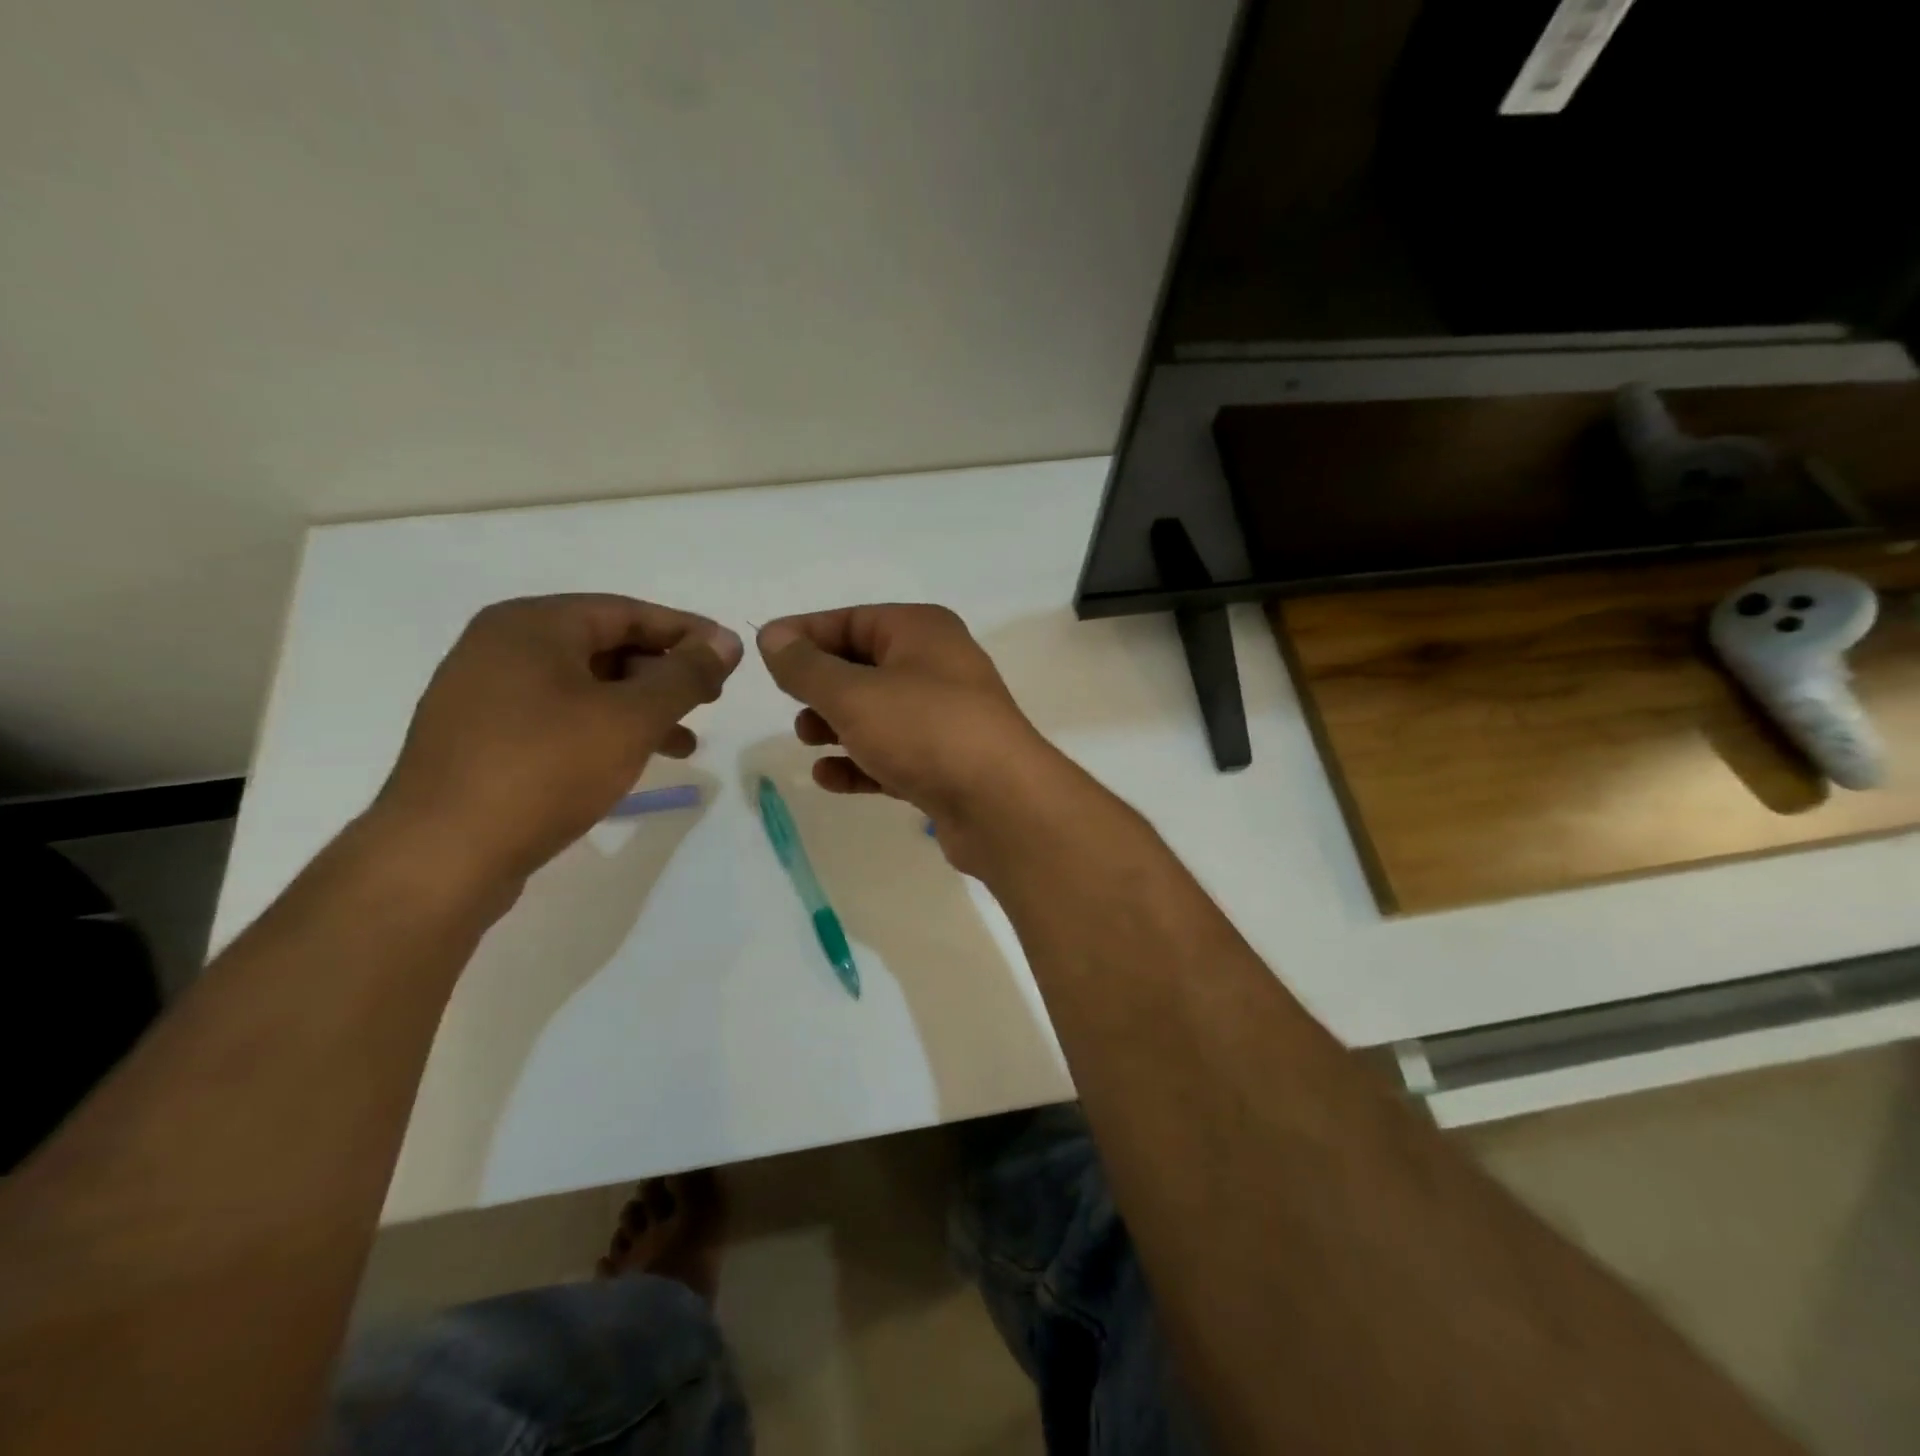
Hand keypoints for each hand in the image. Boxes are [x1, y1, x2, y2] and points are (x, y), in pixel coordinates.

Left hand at [373, 595, 741, 886]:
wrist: (443, 854)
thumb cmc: (546, 768)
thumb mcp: (631, 718)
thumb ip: (685, 675)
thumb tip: (726, 640)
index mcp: (533, 625)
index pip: (626, 611)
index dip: (686, 631)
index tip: (729, 654)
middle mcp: (502, 647)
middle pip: (604, 645)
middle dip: (664, 673)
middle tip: (709, 699)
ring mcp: (485, 694)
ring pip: (584, 687)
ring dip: (639, 708)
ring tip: (684, 742)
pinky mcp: (481, 738)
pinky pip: (558, 717)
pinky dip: (603, 730)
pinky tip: (631, 761)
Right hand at [757, 604, 1067, 867]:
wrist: (1001, 804)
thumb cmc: (925, 730)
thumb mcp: (854, 693)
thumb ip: (806, 667)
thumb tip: (772, 636)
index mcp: (921, 631)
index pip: (852, 620)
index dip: (805, 634)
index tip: (764, 653)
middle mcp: (937, 666)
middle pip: (864, 666)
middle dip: (822, 686)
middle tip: (791, 705)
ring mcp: (945, 718)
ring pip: (877, 714)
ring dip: (838, 725)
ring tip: (806, 740)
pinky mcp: (946, 763)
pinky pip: (892, 755)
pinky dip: (860, 762)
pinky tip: (828, 778)